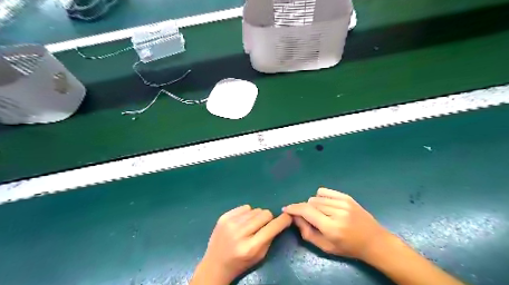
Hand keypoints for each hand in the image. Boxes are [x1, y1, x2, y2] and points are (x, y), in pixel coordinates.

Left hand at [191, 206, 292, 282]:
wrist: (215, 264)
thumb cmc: (241, 262)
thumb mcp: (259, 256)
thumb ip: (270, 238)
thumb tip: (280, 220)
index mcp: (250, 247)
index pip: (272, 227)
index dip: (283, 220)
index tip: (288, 217)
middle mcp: (240, 233)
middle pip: (264, 214)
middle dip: (268, 219)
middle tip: (263, 226)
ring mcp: (230, 223)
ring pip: (255, 209)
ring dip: (256, 216)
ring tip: (250, 226)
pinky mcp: (224, 217)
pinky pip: (244, 207)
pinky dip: (247, 213)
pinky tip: (242, 222)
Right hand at [285, 187, 388, 259]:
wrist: (374, 241)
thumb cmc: (348, 248)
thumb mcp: (325, 247)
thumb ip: (307, 233)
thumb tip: (295, 218)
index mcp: (331, 227)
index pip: (306, 211)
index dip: (293, 209)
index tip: (286, 209)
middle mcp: (337, 212)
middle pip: (310, 203)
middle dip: (305, 210)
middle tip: (308, 218)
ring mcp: (343, 202)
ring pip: (316, 197)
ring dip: (313, 205)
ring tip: (320, 214)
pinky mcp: (347, 197)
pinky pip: (325, 191)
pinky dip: (320, 197)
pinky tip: (325, 205)